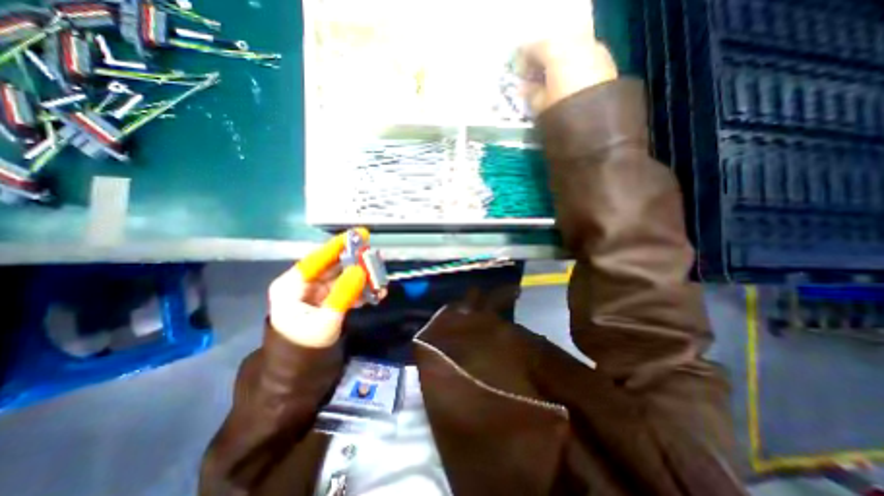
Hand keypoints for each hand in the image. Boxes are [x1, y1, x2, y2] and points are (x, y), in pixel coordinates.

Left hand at [270, 228, 375, 348]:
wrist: (301, 372)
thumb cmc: (306, 346)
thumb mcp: (326, 319)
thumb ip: (343, 293)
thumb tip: (360, 270)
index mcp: (292, 285)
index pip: (318, 258)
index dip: (339, 246)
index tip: (359, 234)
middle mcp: (303, 284)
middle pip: (333, 266)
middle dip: (355, 262)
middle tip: (375, 257)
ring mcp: (316, 292)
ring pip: (342, 277)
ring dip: (361, 278)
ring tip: (379, 279)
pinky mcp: (327, 300)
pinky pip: (346, 288)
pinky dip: (360, 290)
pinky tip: (374, 293)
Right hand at [520, 30, 615, 114]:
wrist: (596, 125)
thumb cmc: (561, 113)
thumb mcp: (539, 106)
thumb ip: (531, 92)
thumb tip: (526, 87)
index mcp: (556, 50)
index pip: (534, 48)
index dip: (524, 62)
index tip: (520, 75)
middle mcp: (577, 43)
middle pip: (556, 45)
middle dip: (544, 60)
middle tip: (535, 78)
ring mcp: (595, 50)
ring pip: (572, 51)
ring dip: (560, 64)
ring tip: (552, 83)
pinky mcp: (608, 63)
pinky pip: (585, 59)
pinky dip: (574, 68)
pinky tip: (568, 85)